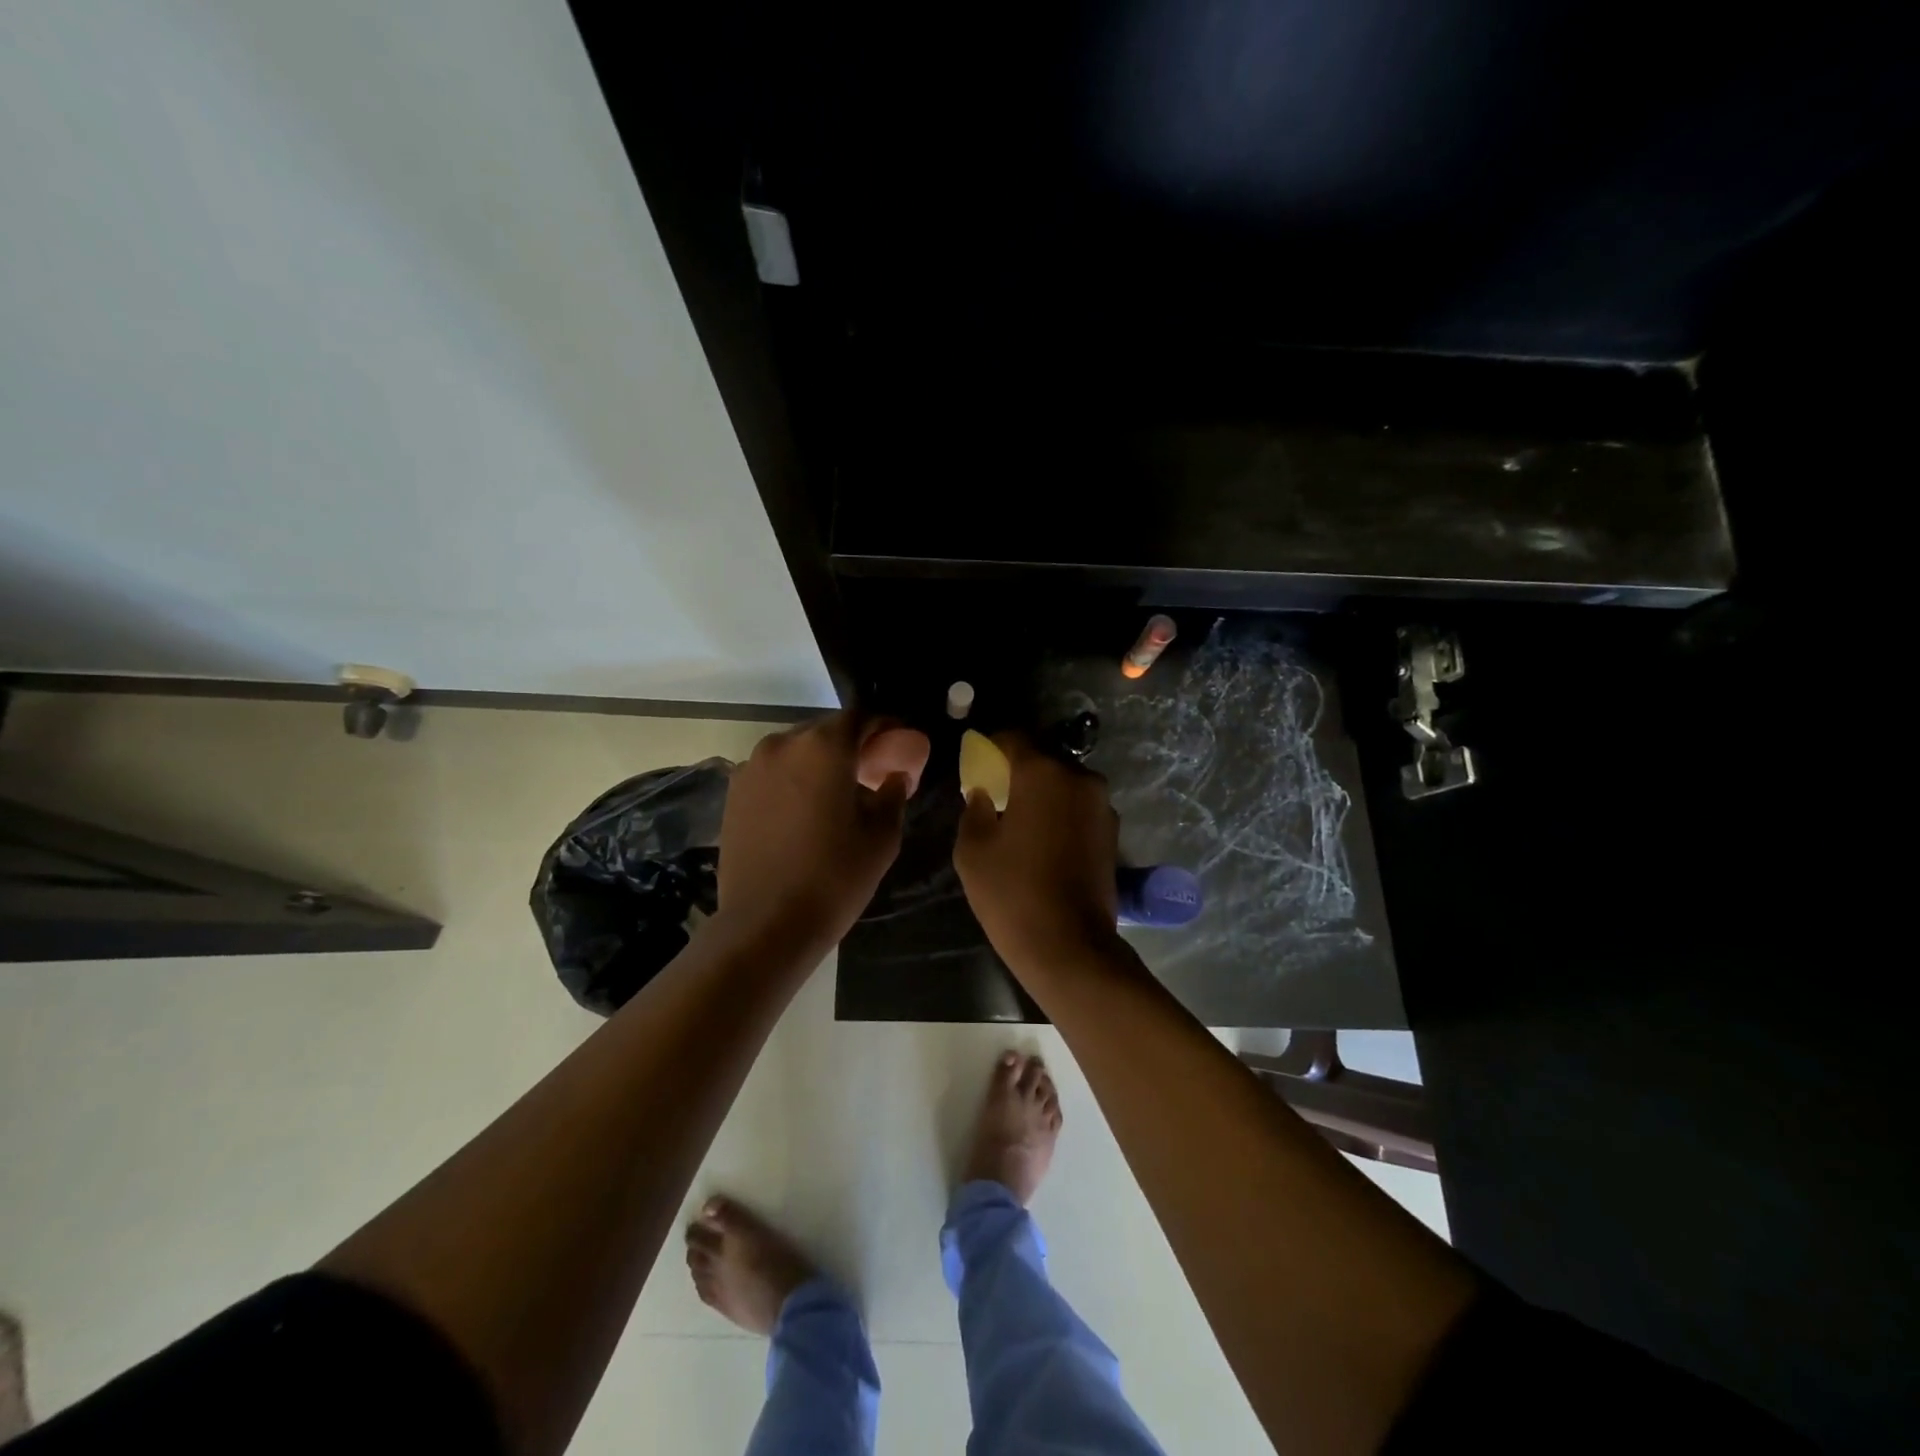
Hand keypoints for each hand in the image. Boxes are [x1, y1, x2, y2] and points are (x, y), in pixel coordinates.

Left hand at [715, 711, 928, 956]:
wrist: (766, 923)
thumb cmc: (834, 876)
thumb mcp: (881, 836)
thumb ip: (893, 793)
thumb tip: (895, 775)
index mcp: (824, 746)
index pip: (861, 717)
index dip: (883, 726)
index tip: (899, 744)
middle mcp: (783, 744)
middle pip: (826, 731)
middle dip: (851, 746)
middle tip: (872, 773)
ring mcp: (751, 767)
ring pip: (797, 751)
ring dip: (819, 763)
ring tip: (835, 795)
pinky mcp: (733, 792)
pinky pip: (773, 772)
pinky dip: (792, 780)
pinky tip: (803, 812)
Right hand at [954, 734, 1121, 975]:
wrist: (1069, 946)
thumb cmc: (1012, 893)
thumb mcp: (972, 849)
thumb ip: (975, 808)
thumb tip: (984, 792)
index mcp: (1043, 773)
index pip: (1013, 738)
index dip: (991, 746)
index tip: (977, 763)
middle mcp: (1080, 778)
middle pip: (1044, 759)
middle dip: (1020, 771)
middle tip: (998, 794)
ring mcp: (1102, 805)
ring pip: (1065, 784)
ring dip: (1044, 793)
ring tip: (1023, 821)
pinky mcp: (1113, 832)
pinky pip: (1080, 807)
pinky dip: (1062, 813)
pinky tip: (1046, 841)